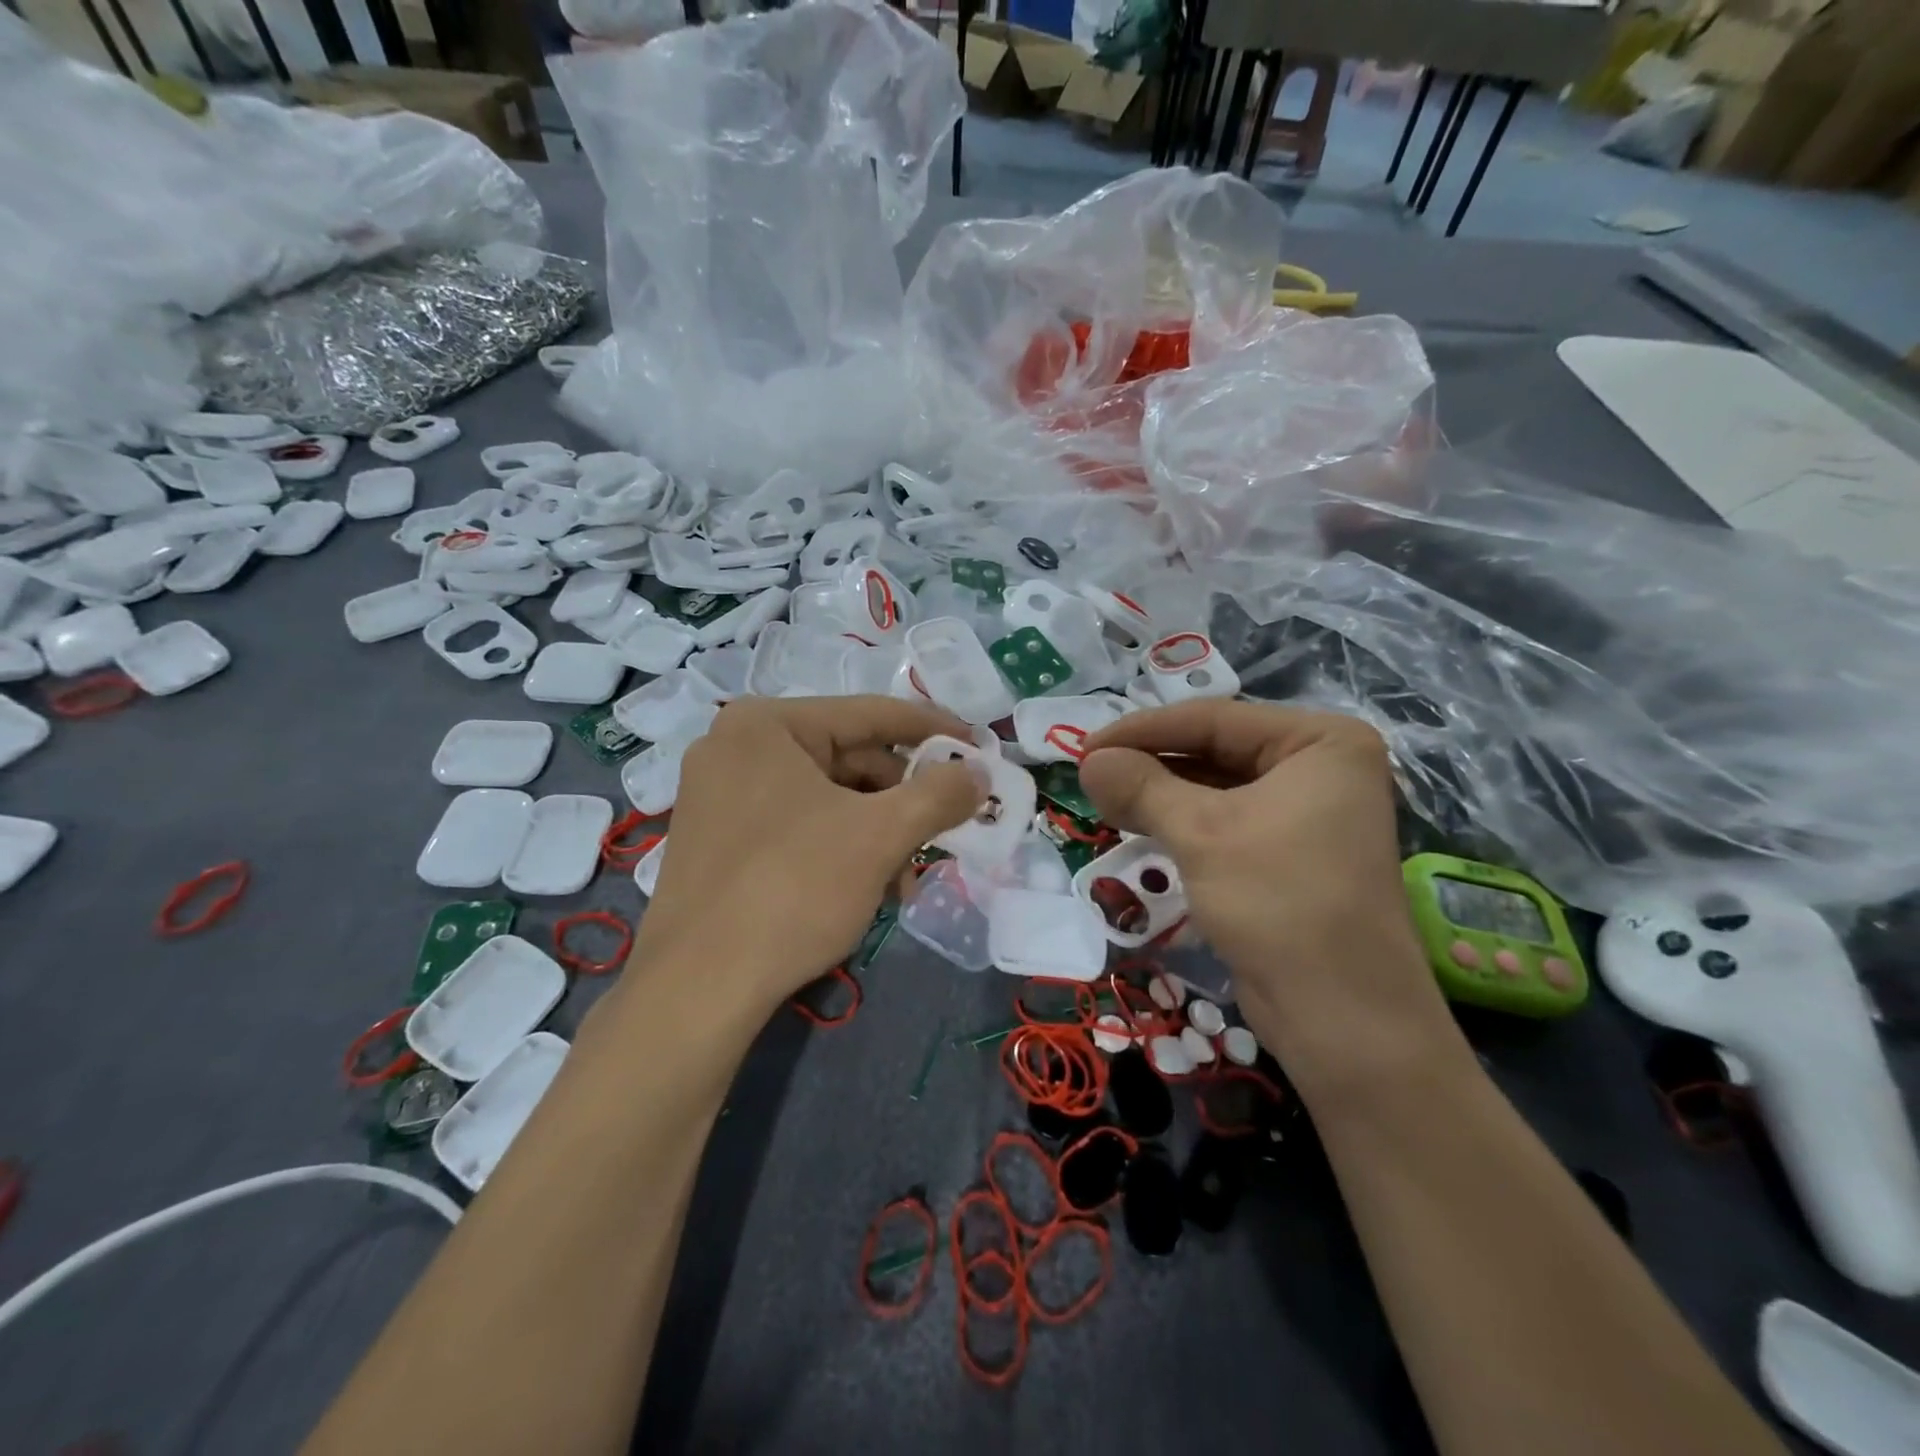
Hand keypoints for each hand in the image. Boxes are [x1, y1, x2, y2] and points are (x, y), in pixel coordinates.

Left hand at [631, 696, 982, 1014]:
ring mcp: (722, 795)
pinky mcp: (720, 840)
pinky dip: (843, 848)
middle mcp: (737, 747)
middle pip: (849, 758)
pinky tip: (869, 889)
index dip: (933, 730)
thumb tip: (980, 772)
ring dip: (878, 833)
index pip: (870, 713)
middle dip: (903, 800)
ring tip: (906, 879)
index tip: (979, 746)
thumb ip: (938, 794)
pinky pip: (799, 825)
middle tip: (946, 829)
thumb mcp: (879, 836)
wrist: (696, 989)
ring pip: (828, 798)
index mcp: (766, 724)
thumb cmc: (792, 889)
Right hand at [1078, 701, 1461, 1093]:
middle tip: (1090, 773)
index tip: (1084, 746)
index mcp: (1320, 741)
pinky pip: (1222, 821)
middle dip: (1150, 762)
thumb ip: (1142, 787)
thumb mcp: (1202, 834)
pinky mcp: (1286, 853)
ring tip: (1102, 798)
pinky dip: (1179, 822)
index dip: (1142, 730)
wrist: (1343, 1018)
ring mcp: (1305, 812)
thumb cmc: (1280, 903)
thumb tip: (1088, 760)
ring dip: (1159, 793)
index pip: (1214, 719)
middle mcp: (1318, 768)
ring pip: (1214, 787)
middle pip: (1214, 749)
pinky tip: (1137, 825)